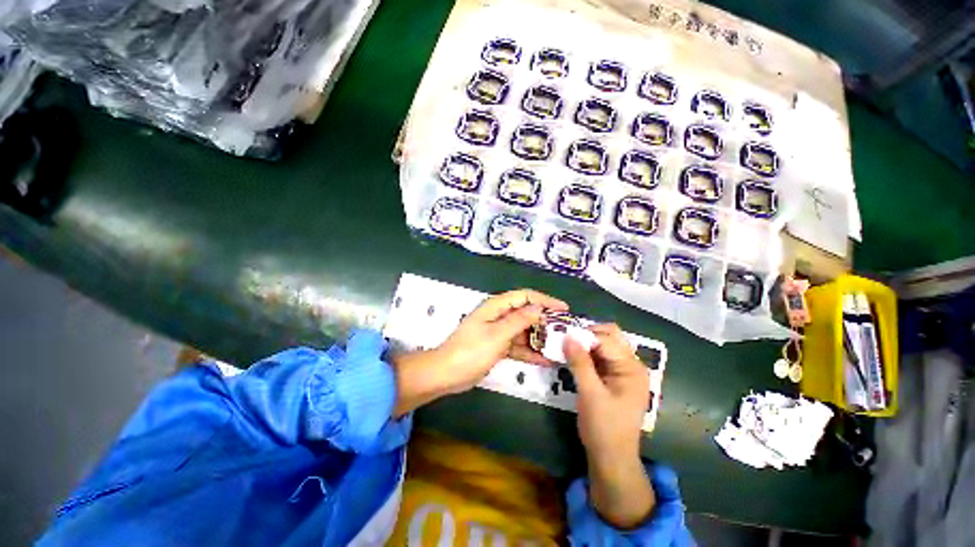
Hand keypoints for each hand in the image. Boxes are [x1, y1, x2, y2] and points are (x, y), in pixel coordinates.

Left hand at [392, 289, 567, 416]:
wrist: (447, 374)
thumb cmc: (471, 351)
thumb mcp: (497, 334)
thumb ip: (519, 320)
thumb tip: (539, 308)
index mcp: (497, 307)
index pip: (525, 296)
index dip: (545, 300)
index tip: (564, 310)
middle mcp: (499, 316)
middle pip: (526, 313)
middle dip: (545, 321)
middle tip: (565, 331)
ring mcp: (499, 332)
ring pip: (524, 331)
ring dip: (540, 338)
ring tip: (560, 347)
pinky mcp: (498, 347)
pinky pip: (518, 346)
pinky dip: (530, 351)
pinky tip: (546, 360)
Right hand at [564, 324, 654, 528]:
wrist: (611, 458)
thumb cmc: (604, 427)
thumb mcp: (590, 393)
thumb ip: (579, 363)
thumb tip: (567, 335)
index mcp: (631, 368)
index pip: (607, 339)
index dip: (584, 334)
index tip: (562, 334)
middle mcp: (631, 365)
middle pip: (609, 337)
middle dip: (586, 334)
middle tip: (564, 337)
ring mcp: (623, 371)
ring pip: (603, 345)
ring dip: (585, 343)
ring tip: (565, 344)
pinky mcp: (613, 378)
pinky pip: (600, 357)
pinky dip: (586, 353)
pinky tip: (572, 356)